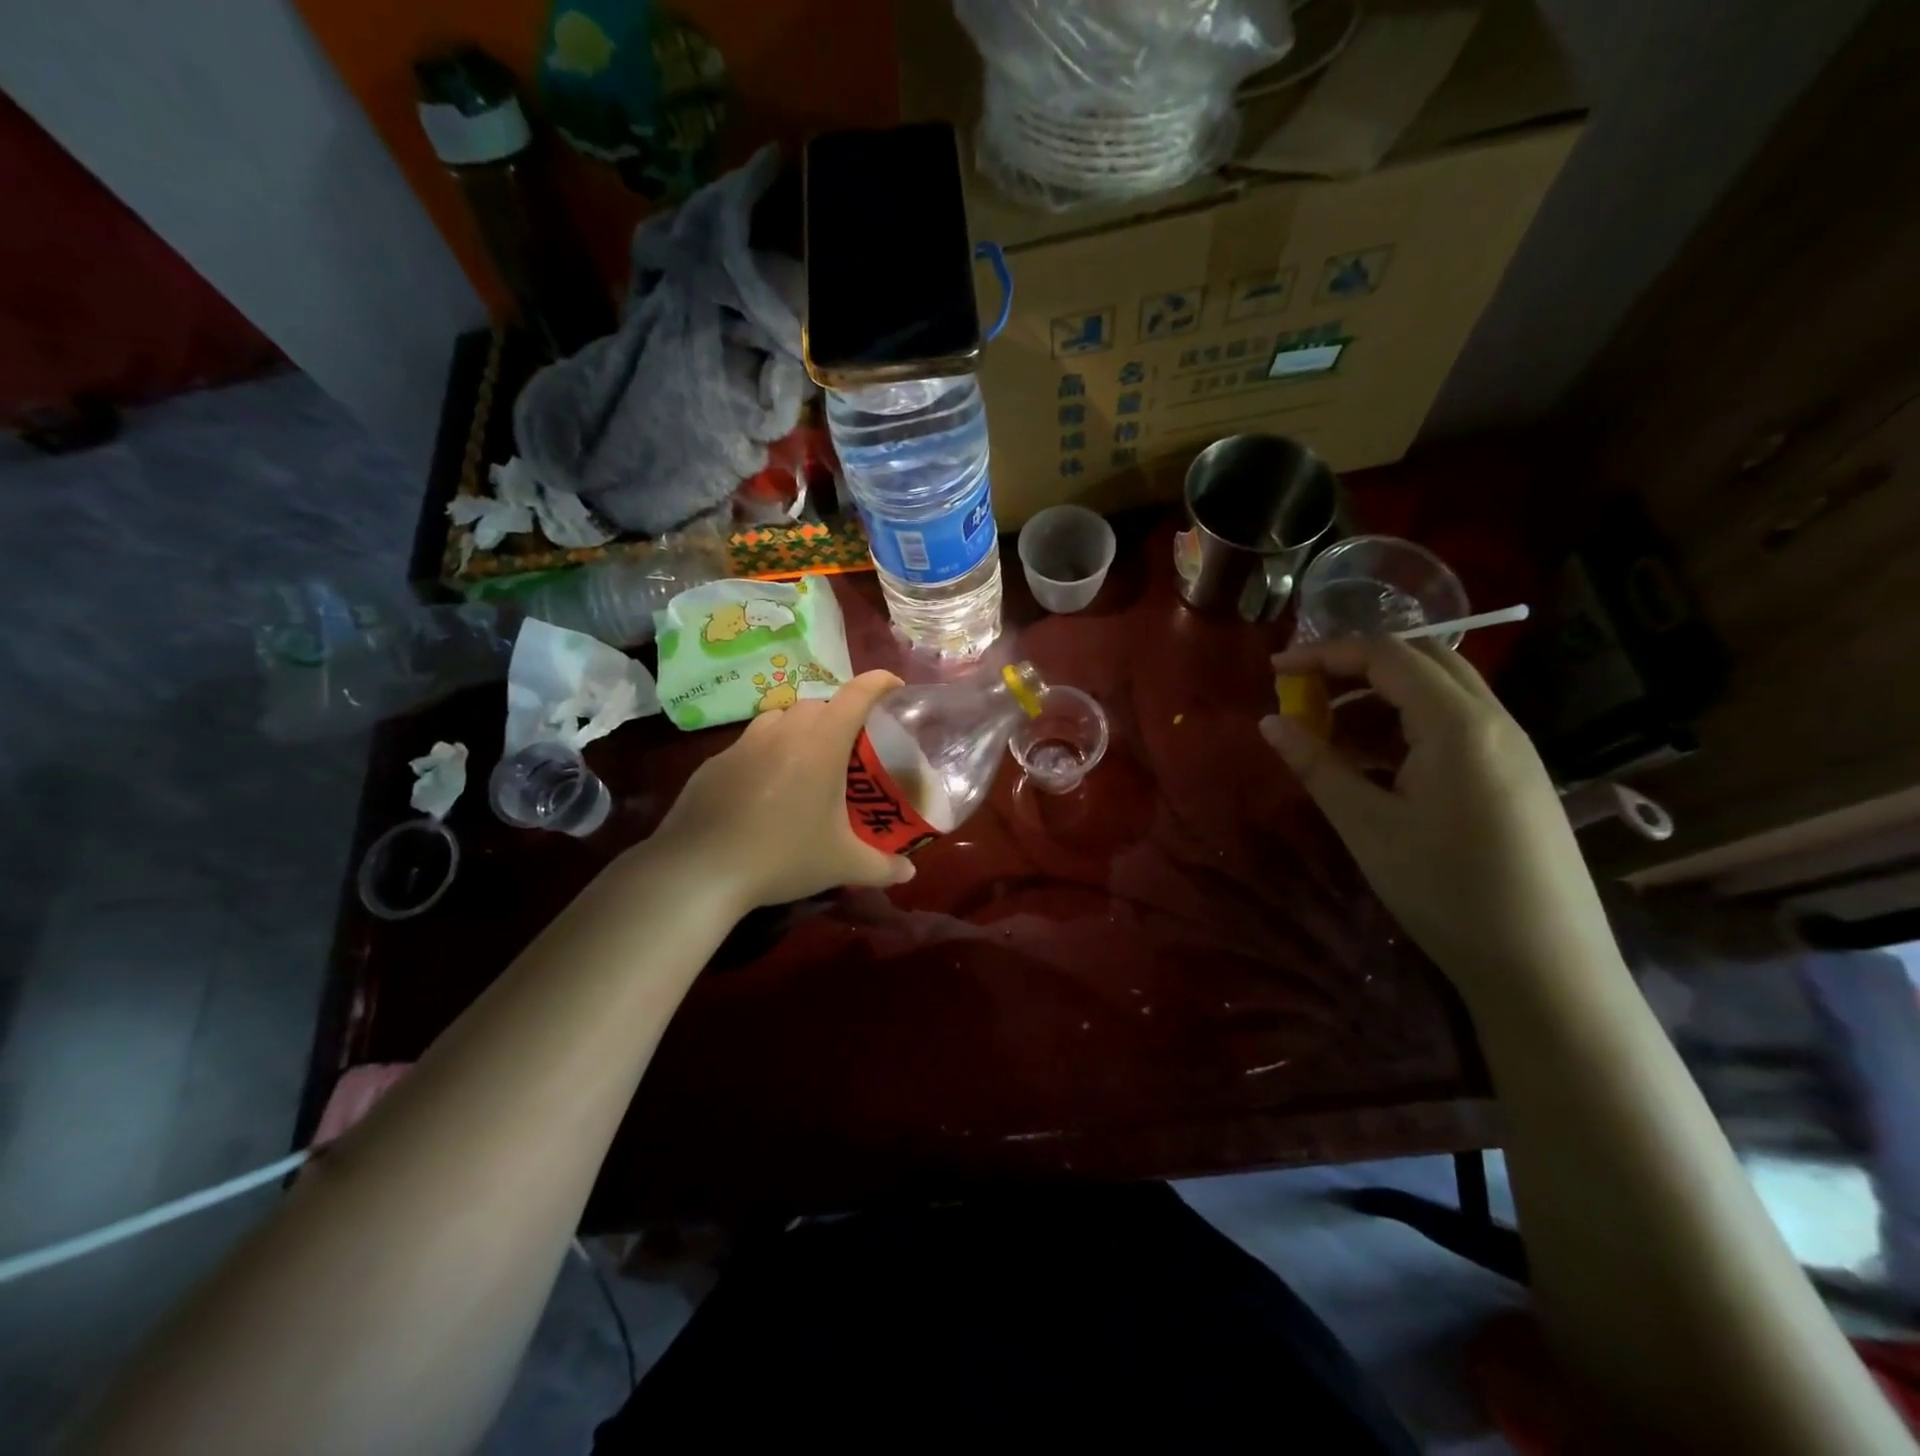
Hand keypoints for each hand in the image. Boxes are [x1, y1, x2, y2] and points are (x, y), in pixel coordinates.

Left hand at [651, 669, 915, 911]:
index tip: (895, 687)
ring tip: (807, 762)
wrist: (698, 870)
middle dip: (839, 713)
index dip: (880, 684)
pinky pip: (749, 744)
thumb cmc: (782, 856)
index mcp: (820, 743)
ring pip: (779, 717)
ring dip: (799, 728)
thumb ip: (882, 867)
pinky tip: (764, 790)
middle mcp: (783, 731)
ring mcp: (743, 744)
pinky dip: (766, 753)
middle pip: (818, 703)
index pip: (856, 695)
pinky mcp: (714, 763)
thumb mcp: (841, 865)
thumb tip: (910, 872)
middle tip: (851, 745)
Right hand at [1263, 637, 1620, 1000]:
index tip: (1275, 670)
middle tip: (1303, 692)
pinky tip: (1376, 764)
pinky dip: (1407, 724)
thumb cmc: (1446, 890)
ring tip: (1330, 731)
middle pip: (1420, 659)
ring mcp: (1512, 748)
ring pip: (1440, 691)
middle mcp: (1493, 721)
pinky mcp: (1516, 776)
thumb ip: (1317, 765)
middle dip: (1355, 666)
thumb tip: (1269, 722)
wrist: (1545, 967)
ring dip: (1381, 695)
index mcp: (1458, 725)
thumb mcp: (1367, 826)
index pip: (1386, 655)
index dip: (1324, 654)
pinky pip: (1455, 725)